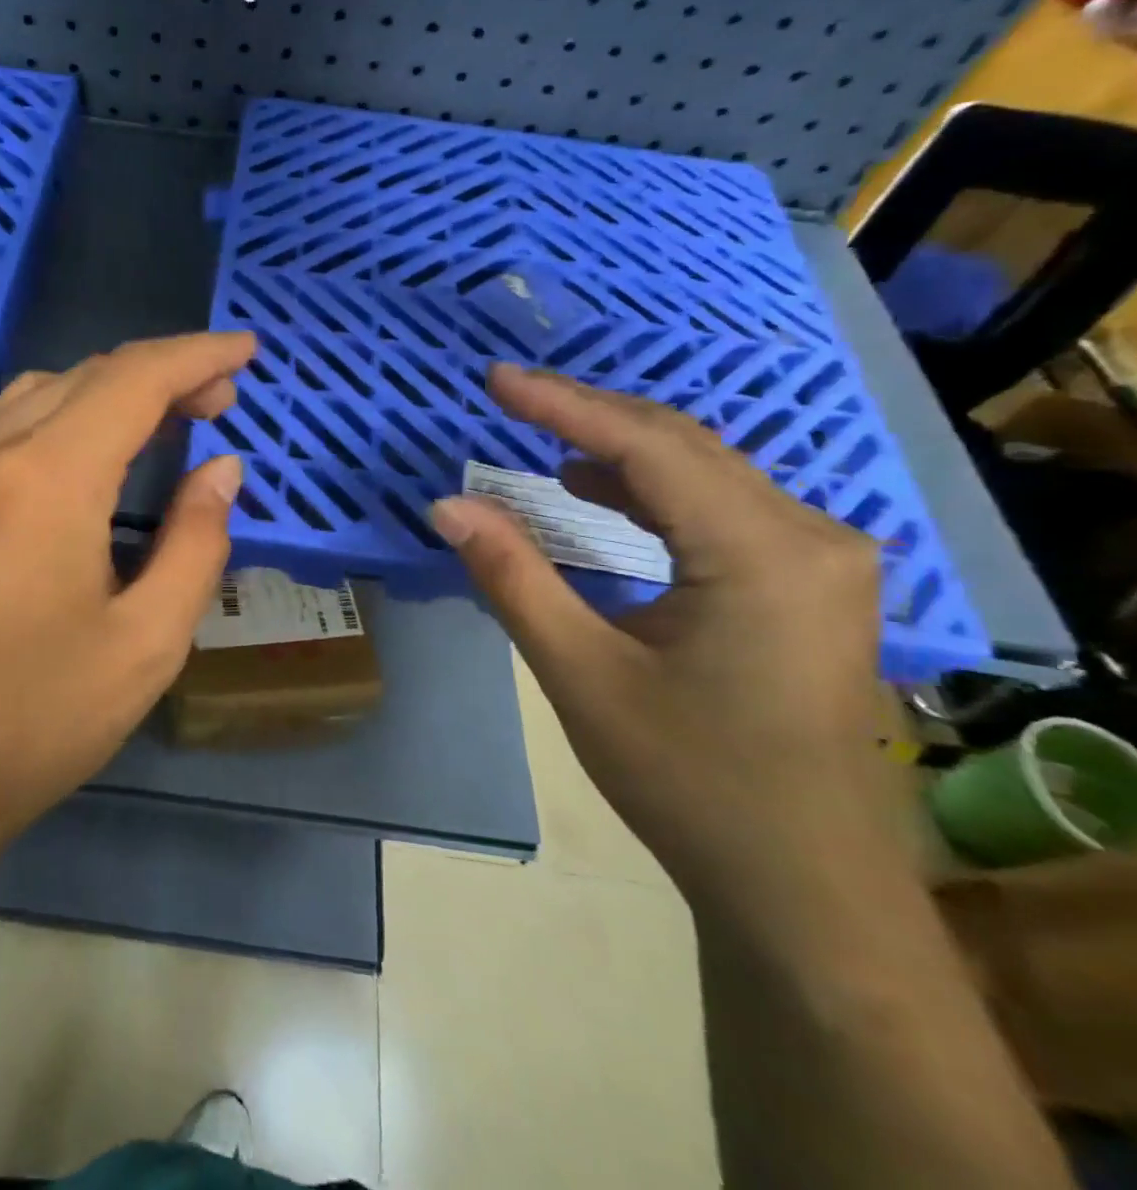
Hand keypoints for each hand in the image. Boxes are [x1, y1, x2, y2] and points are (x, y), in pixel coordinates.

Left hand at [0, 332, 254, 872]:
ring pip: (44, 391)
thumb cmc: (35, 720)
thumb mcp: (147, 642)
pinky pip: (6, 422)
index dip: (197, 355)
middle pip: (89, 374)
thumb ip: (196, 541)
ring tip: (167, 421)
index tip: (246, 350)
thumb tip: (221, 470)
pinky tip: (93, 452)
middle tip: (219, 402)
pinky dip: (66, 416)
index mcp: (44, 478)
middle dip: (163, 373)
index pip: (134, 378)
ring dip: (112, 391)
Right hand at [431, 364, 899, 916]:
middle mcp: (810, 536)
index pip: (648, 448)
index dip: (563, 405)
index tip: (495, 380)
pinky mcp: (809, 583)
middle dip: (588, 416)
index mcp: (763, 554)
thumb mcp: (582, 675)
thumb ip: (513, 577)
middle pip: (684, 447)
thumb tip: (447, 505)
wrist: (803, 888)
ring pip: (704, 473)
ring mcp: (820, 559)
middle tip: (508, 396)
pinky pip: (721, 508)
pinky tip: (599, 494)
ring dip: (618, 452)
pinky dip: (651, 492)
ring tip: (540, 440)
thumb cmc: (690, 781)